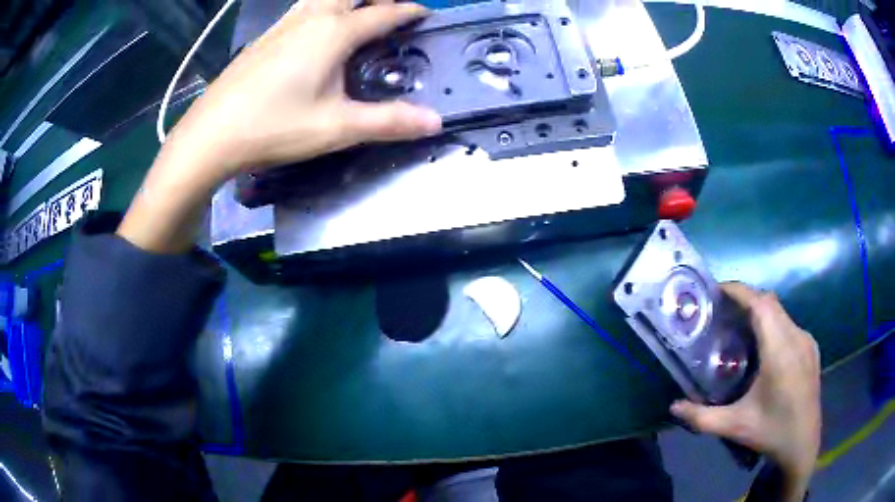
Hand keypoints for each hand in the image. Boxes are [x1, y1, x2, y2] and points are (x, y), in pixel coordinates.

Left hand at [170, 0, 441, 179]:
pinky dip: (320, 8)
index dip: (408, 11)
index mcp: (333, 33)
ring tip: (357, 14)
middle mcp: (310, 18)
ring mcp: (282, 25)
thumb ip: (388, 122)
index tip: (424, 13)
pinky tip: (314, 29)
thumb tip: (435, 122)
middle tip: (390, 11)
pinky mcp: (263, 38)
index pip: (383, 13)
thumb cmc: (274, 127)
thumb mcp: (336, 128)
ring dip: (346, 0)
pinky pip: (301, 9)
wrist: (210, 135)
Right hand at [670, 283, 820, 499]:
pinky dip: (772, 323)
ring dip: (759, 311)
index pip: (761, 305)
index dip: (739, 291)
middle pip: (770, 303)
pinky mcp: (811, 348)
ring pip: (780, 312)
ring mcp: (806, 341)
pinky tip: (763, 346)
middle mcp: (796, 337)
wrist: (803, 445)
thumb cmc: (771, 433)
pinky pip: (789, 324)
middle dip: (745, 298)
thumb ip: (701, 417)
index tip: (717, 289)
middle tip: (722, 308)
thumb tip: (673, 406)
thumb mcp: (734, 426)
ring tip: (739, 325)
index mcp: (780, 352)